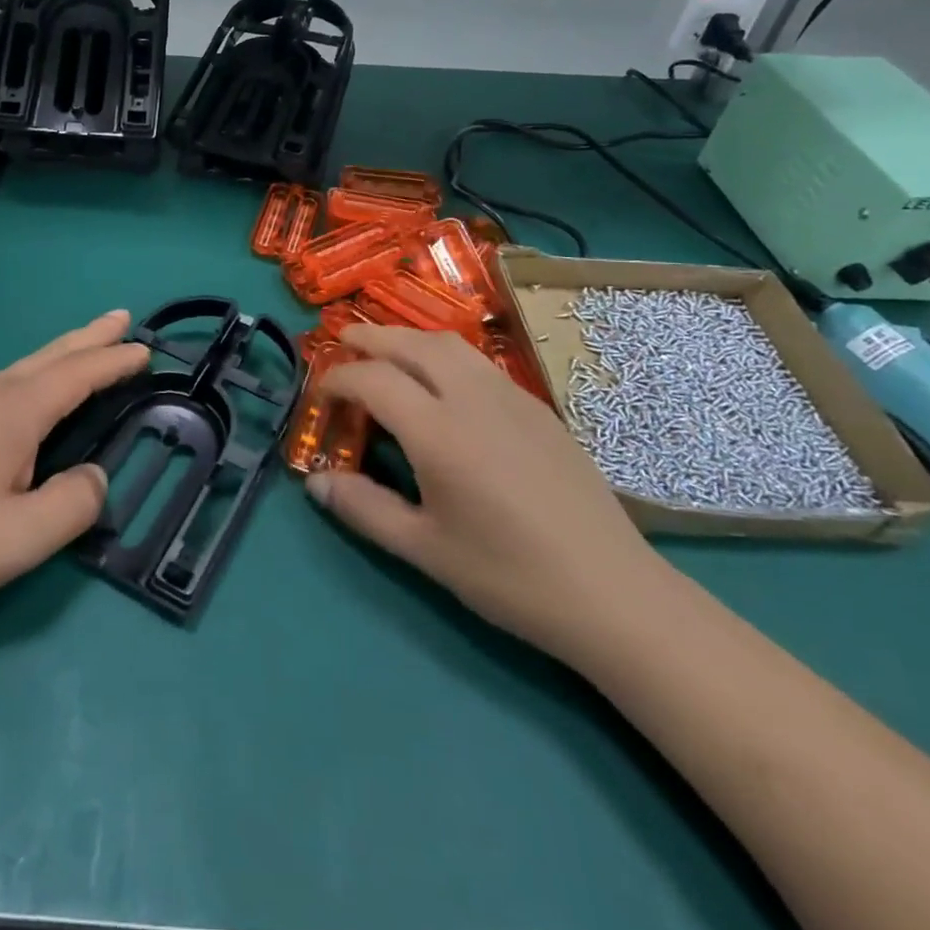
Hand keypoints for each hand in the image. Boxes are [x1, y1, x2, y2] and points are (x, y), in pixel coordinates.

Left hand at [0, 310, 148, 635]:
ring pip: (23, 369)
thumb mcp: (22, 538)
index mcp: (11, 414)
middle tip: (122, 318)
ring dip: (61, 354)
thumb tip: (94, 477)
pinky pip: (4, 386)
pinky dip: (35, 375)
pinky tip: (30, 394)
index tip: (145, 349)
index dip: (113, 361)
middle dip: (89, 338)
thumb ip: (74, 504)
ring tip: (85, 347)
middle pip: (49, 358)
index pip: (76, 376)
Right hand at [308, 325, 669, 661]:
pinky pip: (479, 362)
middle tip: (342, 340)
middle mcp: (472, 398)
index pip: (374, 379)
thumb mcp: (424, 549)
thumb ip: (364, 508)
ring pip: (450, 344)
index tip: (321, 391)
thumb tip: (316, 483)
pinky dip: (444, 354)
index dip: (338, 377)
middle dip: (370, 336)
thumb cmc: (509, 576)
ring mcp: (511, 397)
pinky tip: (442, 382)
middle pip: (411, 344)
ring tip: (386, 351)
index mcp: (438, 431)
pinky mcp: (538, 409)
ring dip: (409, 338)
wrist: (613, 593)